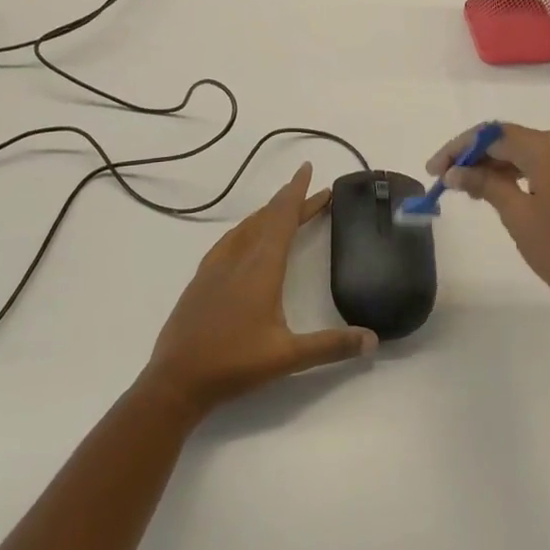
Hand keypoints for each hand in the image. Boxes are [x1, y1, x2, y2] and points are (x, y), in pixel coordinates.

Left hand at [142, 164, 376, 417]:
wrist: (175, 381)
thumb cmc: (234, 364)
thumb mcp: (289, 357)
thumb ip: (332, 346)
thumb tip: (373, 340)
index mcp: (261, 267)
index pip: (282, 218)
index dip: (298, 193)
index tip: (308, 169)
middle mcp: (238, 258)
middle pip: (267, 218)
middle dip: (291, 201)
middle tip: (314, 191)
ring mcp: (215, 267)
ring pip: (246, 228)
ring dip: (269, 213)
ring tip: (285, 208)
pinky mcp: (201, 280)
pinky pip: (230, 241)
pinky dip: (247, 229)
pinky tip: (246, 239)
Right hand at [428, 125, 549, 330]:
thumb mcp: (518, 216)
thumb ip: (486, 184)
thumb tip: (454, 171)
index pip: (495, 135)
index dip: (460, 148)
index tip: (434, 170)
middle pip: (513, 139)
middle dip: (478, 156)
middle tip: (448, 181)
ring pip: (532, 152)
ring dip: (500, 165)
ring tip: (471, 190)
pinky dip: (524, 174)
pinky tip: (504, 192)